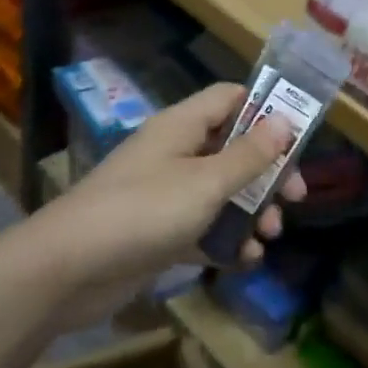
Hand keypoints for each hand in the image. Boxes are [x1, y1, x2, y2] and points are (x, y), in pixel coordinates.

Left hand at [34, 83, 304, 324]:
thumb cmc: (143, 212)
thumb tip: (285, 120)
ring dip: (251, 211)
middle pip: (233, 148)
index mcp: (181, 126)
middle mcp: (174, 153)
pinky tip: (244, 261)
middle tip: (296, 198)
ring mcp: (164, 193)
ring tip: (270, 236)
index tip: (299, 137)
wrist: (68, 270)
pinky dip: (225, 241)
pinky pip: (202, 228)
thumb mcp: (206, 182)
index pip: (230, 98)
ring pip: (221, 191)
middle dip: (267, 173)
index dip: (266, 110)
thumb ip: (249, 155)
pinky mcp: (158, 232)